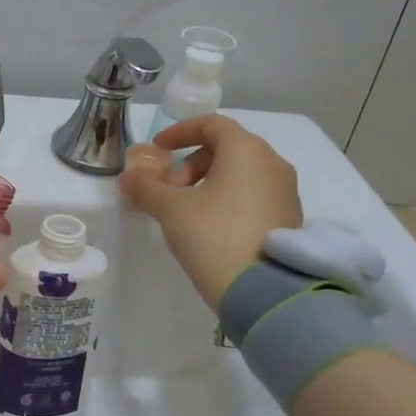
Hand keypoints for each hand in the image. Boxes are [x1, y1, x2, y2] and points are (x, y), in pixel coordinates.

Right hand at [119, 115, 301, 311]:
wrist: (263, 292)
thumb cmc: (213, 235)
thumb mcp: (171, 209)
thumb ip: (146, 188)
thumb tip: (127, 178)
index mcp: (247, 150)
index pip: (212, 124)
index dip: (180, 132)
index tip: (158, 150)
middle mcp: (272, 163)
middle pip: (226, 148)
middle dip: (190, 164)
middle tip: (169, 191)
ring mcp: (285, 192)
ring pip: (240, 173)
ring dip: (207, 183)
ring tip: (185, 212)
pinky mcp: (288, 218)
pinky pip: (253, 195)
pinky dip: (227, 199)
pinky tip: (209, 227)